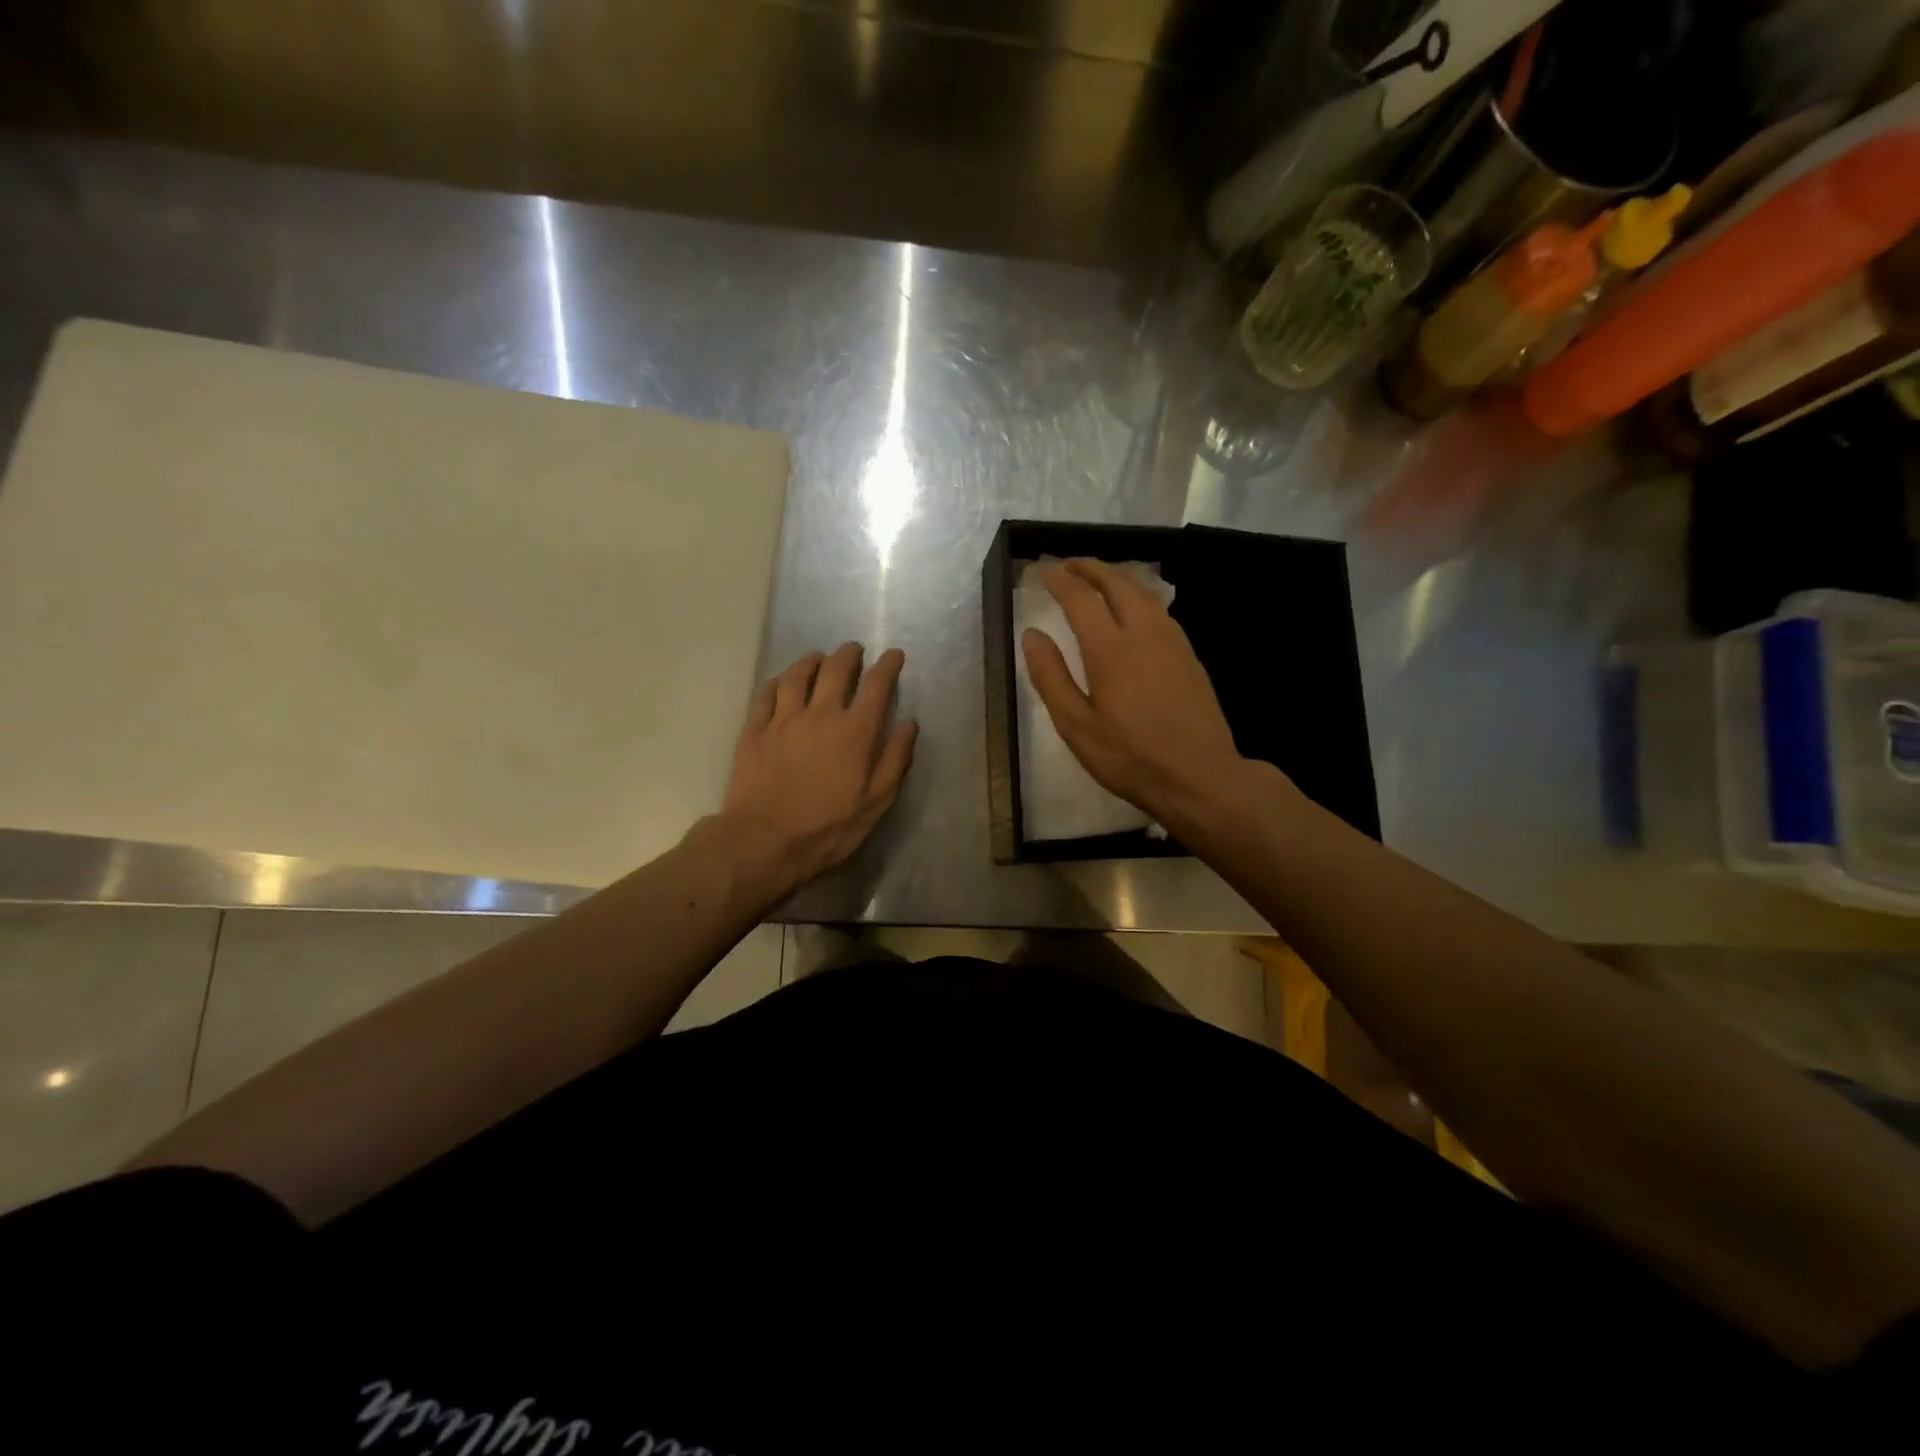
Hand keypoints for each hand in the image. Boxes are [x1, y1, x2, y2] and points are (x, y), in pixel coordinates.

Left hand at [719, 642, 917, 894]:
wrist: (764, 840)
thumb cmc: (828, 827)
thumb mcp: (876, 802)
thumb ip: (895, 759)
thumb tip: (907, 723)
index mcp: (855, 731)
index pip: (876, 685)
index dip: (887, 665)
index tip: (894, 654)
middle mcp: (820, 714)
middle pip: (835, 670)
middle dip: (848, 655)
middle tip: (853, 650)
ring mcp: (783, 719)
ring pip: (797, 675)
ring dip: (810, 661)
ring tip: (817, 658)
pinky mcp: (754, 730)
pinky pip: (766, 694)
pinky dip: (777, 681)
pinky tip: (781, 681)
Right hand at [1022, 559, 1269, 832]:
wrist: (1200, 776)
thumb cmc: (1130, 757)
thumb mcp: (1076, 725)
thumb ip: (1051, 677)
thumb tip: (1032, 634)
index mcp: (1110, 649)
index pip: (1080, 599)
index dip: (1060, 581)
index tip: (1043, 572)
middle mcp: (1144, 633)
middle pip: (1118, 583)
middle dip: (1091, 568)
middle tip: (1069, 565)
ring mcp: (1173, 642)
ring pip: (1144, 593)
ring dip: (1118, 578)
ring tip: (1098, 580)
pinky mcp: (1189, 655)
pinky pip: (1160, 610)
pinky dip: (1139, 596)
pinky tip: (1134, 611)